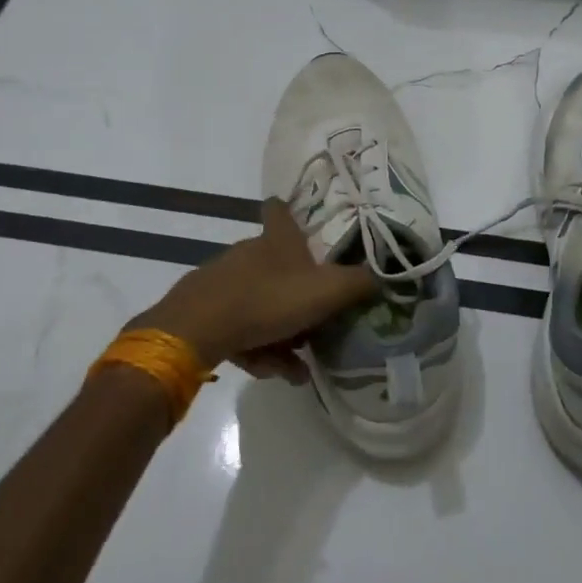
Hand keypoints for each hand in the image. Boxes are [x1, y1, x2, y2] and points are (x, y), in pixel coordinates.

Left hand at [128, 200, 376, 371]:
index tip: (299, 218)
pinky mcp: (205, 310)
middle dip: (299, 299)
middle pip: (278, 267)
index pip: (281, 210)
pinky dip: (257, 348)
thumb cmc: (268, 299)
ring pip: (261, 305)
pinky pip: (240, 327)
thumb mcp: (326, 292)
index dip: (290, 210)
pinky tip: (269, 371)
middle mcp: (249, 253)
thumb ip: (358, 284)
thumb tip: (384, 276)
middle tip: (317, 327)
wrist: (197, 329)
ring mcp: (223, 281)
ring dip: (281, 336)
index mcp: (277, 240)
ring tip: (294, 368)